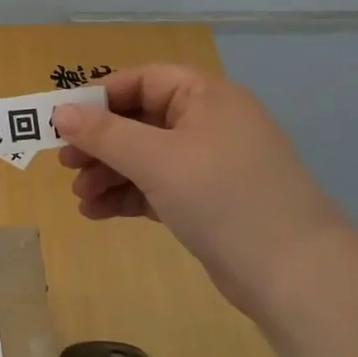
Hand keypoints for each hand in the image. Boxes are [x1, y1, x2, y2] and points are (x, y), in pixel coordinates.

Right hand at [55, 65, 352, 308]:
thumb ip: (105, 134)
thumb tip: (60, 112)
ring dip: (108, 173)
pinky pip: (155, 187)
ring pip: (144, 157)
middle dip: (100, 142)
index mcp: (206, 98)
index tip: (64, 120)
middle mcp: (208, 124)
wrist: (297, 276)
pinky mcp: (206, 202)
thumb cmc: (223, 198)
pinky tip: (96, 213)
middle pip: (139, 120)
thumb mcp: (157, 160)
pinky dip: (127, 196)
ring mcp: (208, 165)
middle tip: (65, 163)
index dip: (101, 97)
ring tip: (79, 197)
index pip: (143, 80)